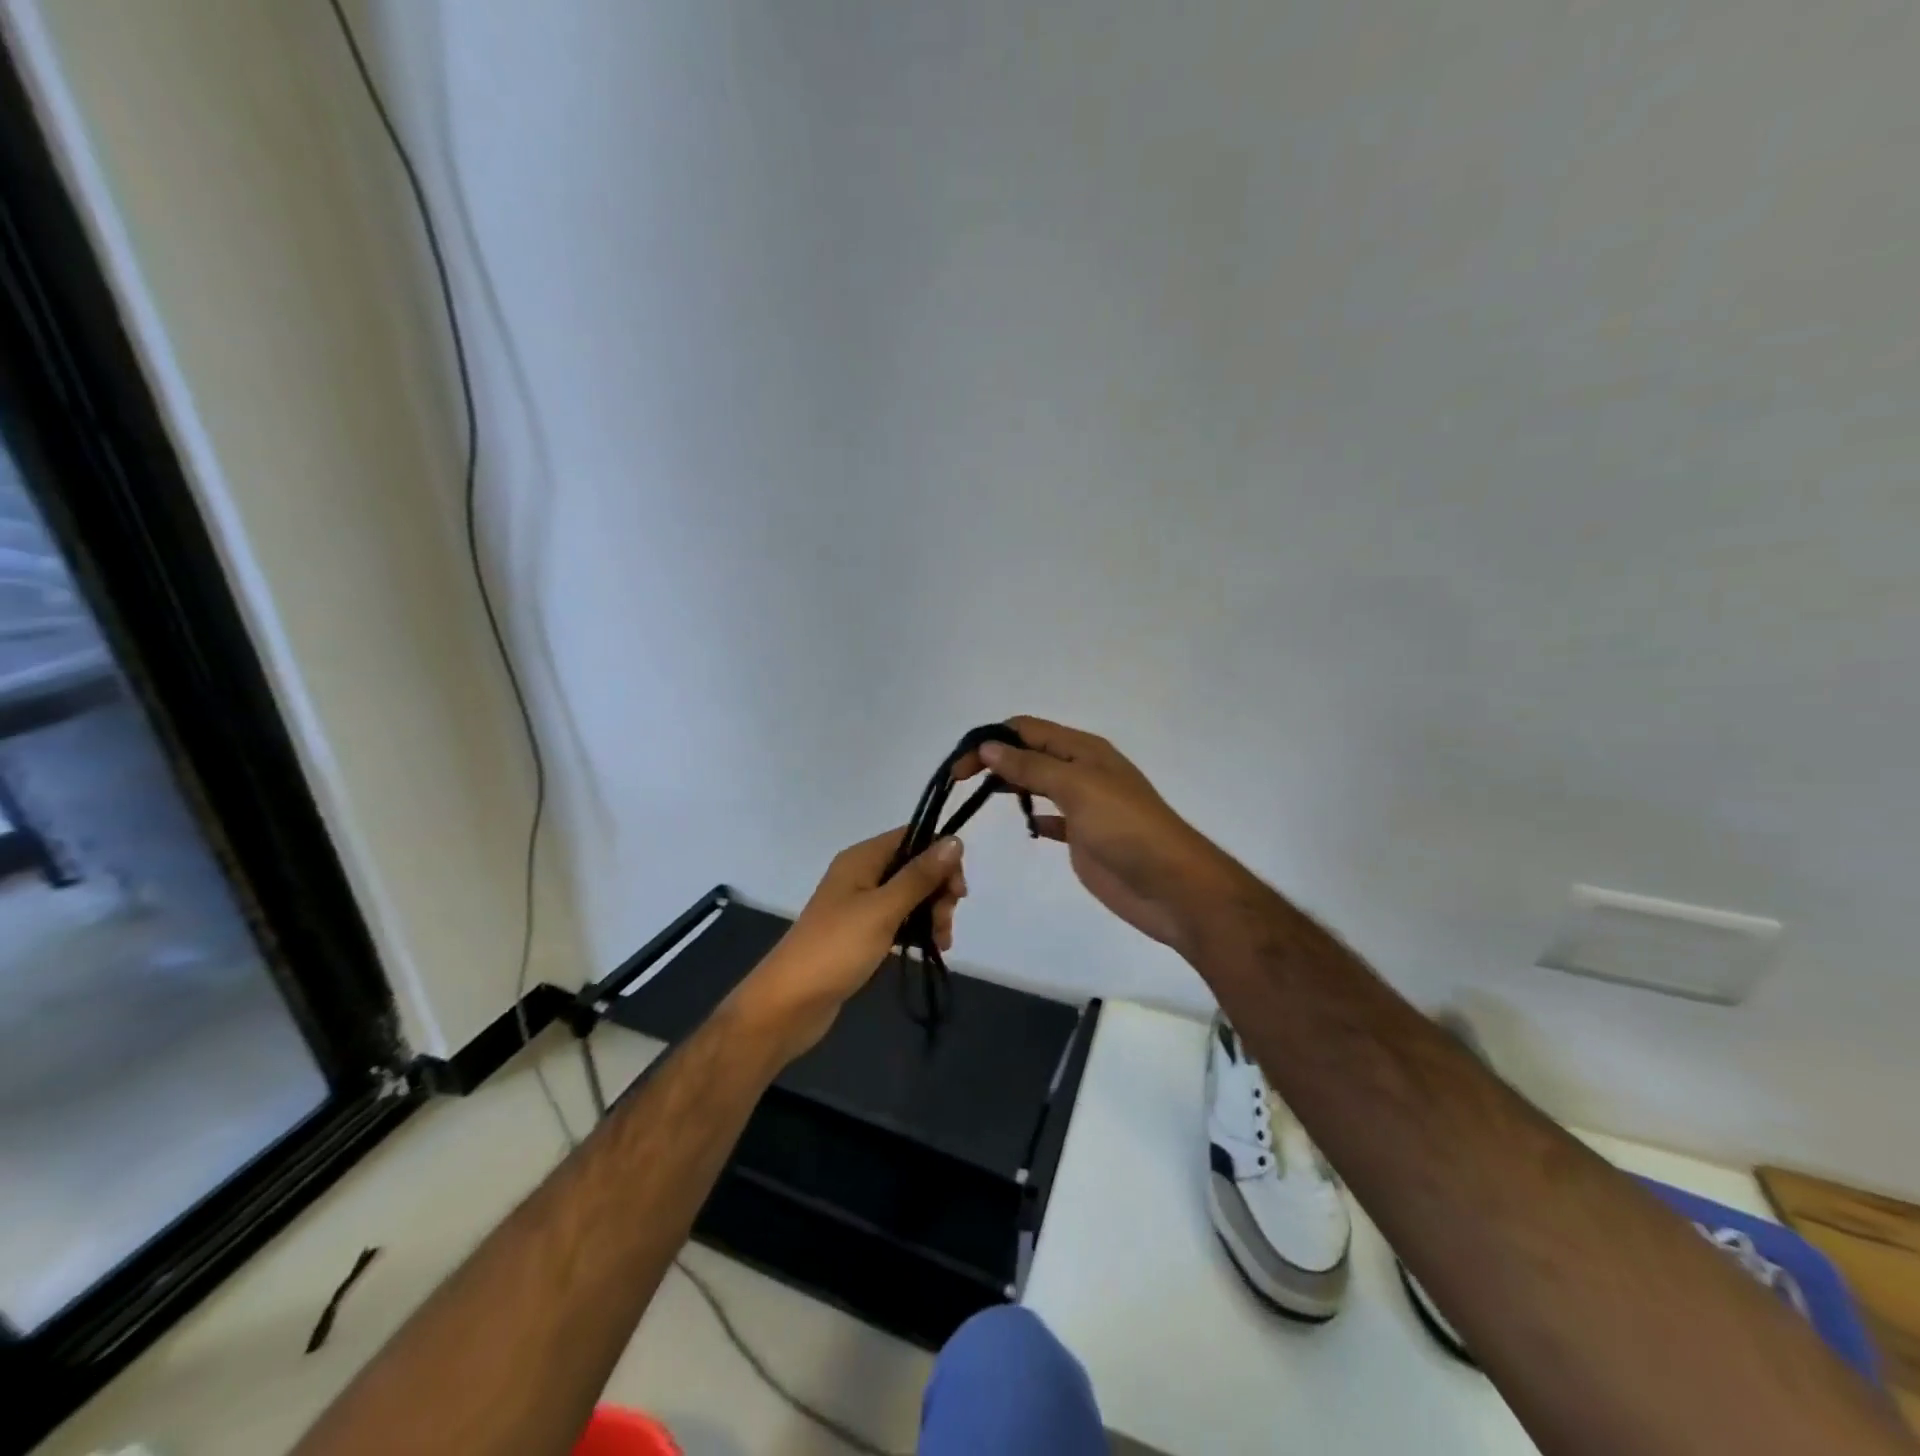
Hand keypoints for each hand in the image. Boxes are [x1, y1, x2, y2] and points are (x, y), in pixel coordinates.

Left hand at [728, 827, 966, 1062]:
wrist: (789, 1003)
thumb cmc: (836, 949)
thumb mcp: (883, 909)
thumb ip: (919, 876)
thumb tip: (955, 840)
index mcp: (862, 858)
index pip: (912, 837)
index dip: (941, 856)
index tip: (958, 889)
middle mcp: (861, 874)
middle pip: (914, 867)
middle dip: (938, 891)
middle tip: (946, 921)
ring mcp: (860, 905)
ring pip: (910, 896)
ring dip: (932, 914)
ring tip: (942, 943)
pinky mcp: (861, 934)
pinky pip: (899, 920)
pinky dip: (917, 930)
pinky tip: (931, 948)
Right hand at [957, 715, 1233, 953]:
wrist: (1171, 886)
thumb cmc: (1125, 828)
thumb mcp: (1077, 787)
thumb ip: (1031, 767)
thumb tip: (989, 746)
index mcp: (1083, 750)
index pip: (1027, 729)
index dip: (991, 740)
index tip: (959, 766)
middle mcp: (1082, 771)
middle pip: (1029, 754)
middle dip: (994, 760)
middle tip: (959, 782)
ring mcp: (1083, 805)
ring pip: (1038, 784)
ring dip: (1010, 784)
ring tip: (977, 798)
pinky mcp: (1083, 837)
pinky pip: (1052, 818)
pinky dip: (1034, 816)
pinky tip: (1026, 826)